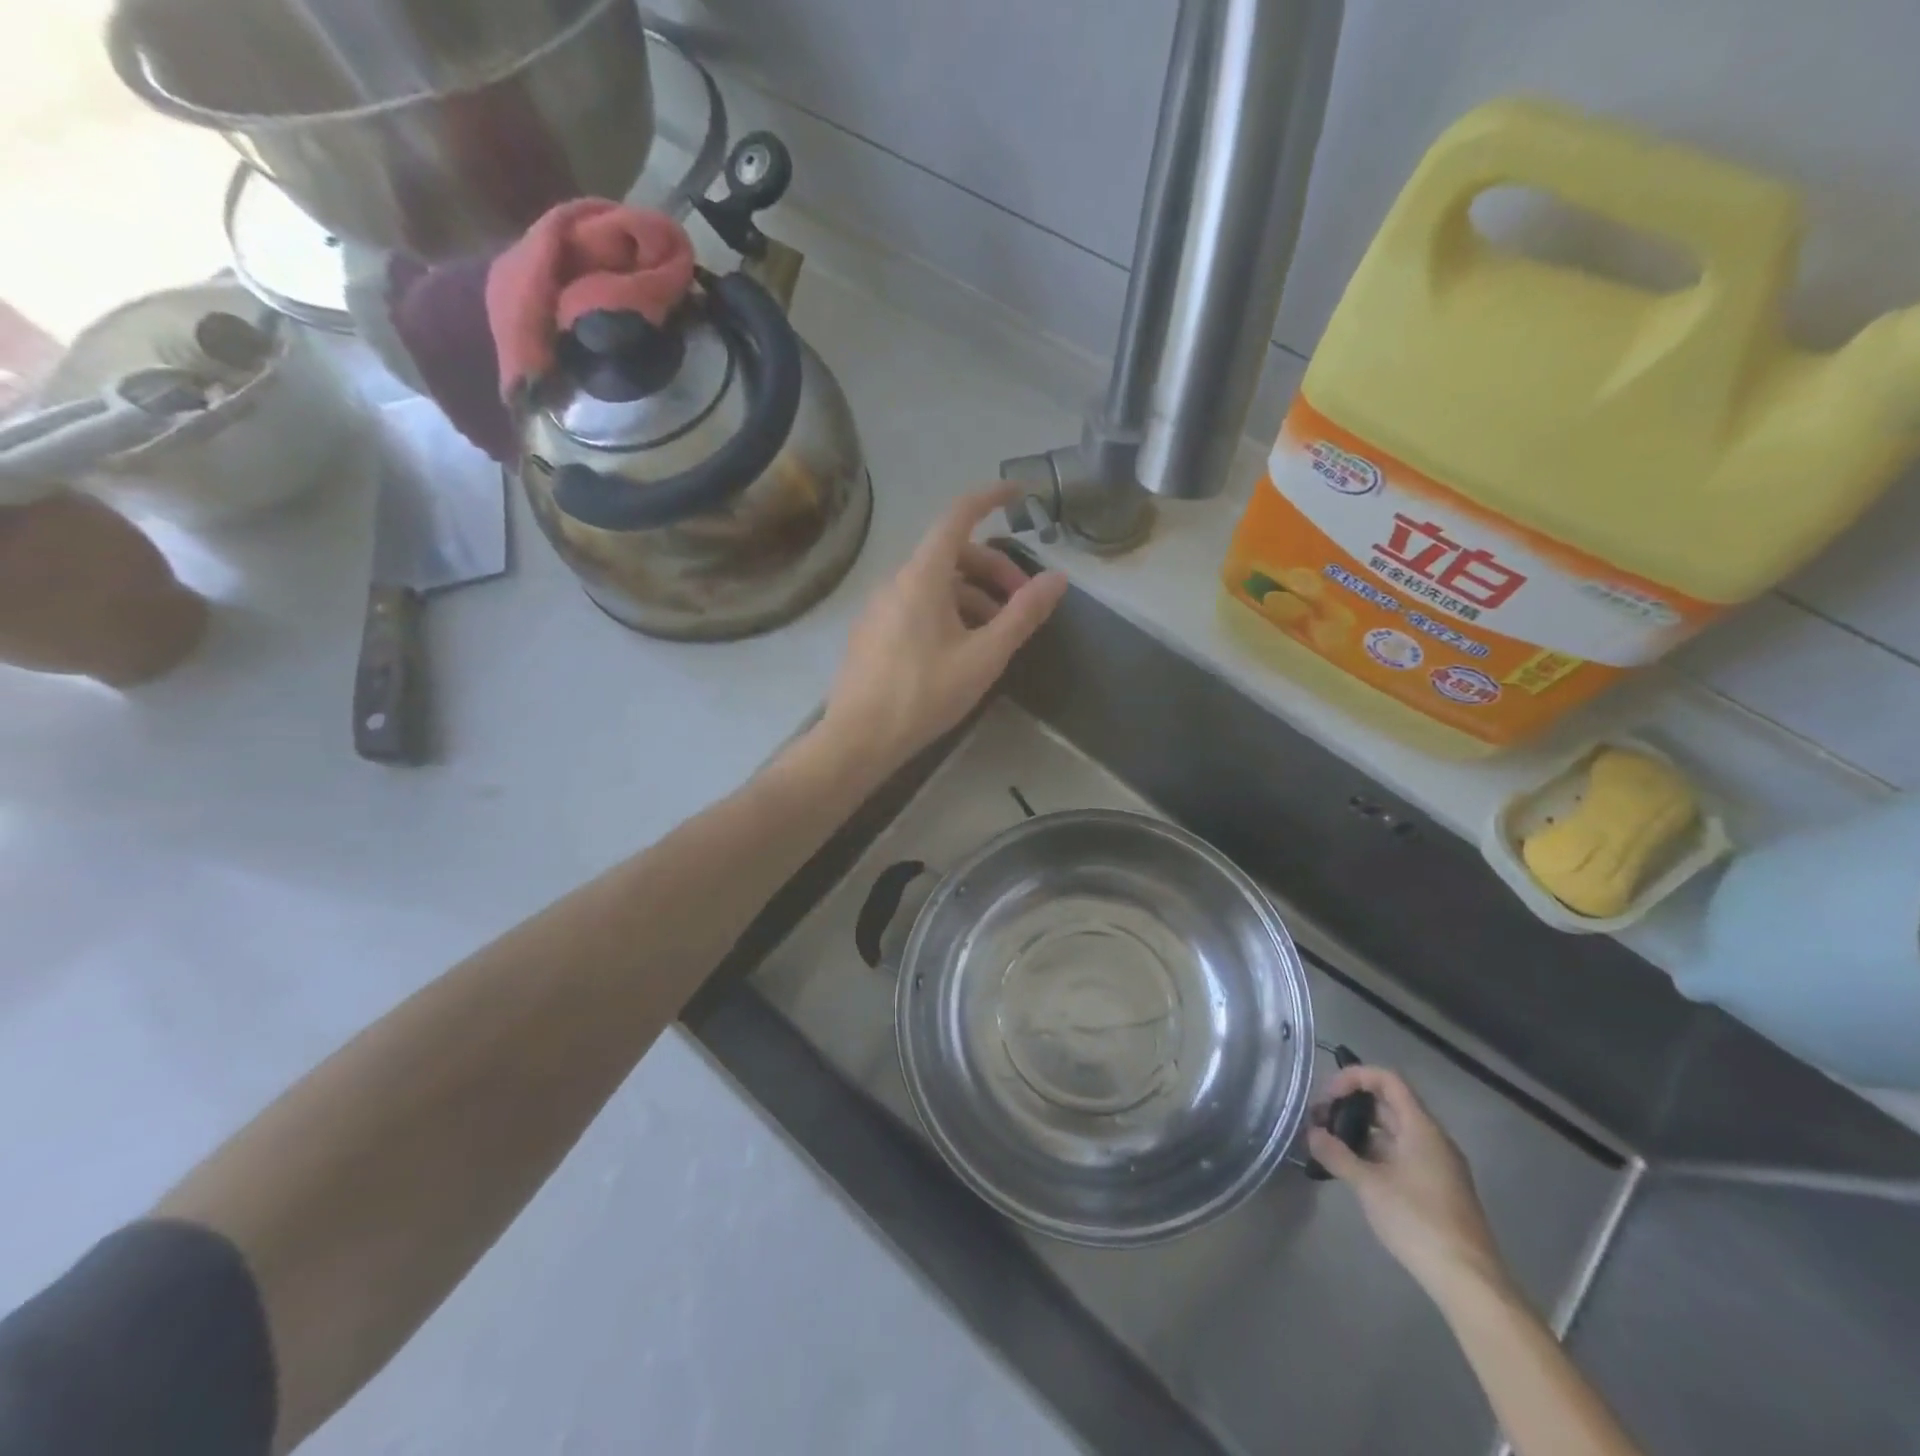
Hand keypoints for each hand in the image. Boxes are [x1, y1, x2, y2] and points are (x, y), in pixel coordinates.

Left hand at [820, 484, 1067, 777]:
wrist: (858, 738)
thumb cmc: (924, 694)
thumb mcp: (984, 657)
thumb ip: (1022, 615)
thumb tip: (1057, 579)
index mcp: (922, 576)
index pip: (957, 517)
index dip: (989, 499)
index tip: (1018, 493)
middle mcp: (895, 581)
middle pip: (951, 555)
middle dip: (993, 569)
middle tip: (1021, 603)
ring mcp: (878, 607)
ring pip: (934, 584)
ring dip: (972, 596)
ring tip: (996, 633)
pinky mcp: (871, 632)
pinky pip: (915, 605)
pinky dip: (946, 611)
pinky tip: (960, 648)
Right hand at [1308, 1066, 1506, 1298]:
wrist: (1470, 1282)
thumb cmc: (1418, 1222)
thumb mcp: (1368, 1185)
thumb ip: (1336, 1154)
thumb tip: (1311, 1133)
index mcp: (1421, 1128)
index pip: (1387, 1080)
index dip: (1354, 1078)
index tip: (1327, 1097)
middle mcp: (1433, 1139)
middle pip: (1388, 1104)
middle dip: (1350, 1107)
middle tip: (1319, 1121)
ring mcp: (1437, 1166)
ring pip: (1393, 1132)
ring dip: (1360, 1132)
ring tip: (1330, 1146)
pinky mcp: (1437, 1189)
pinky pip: (1401, 1154)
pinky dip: (1374, 1153)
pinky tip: (1354, 1172)